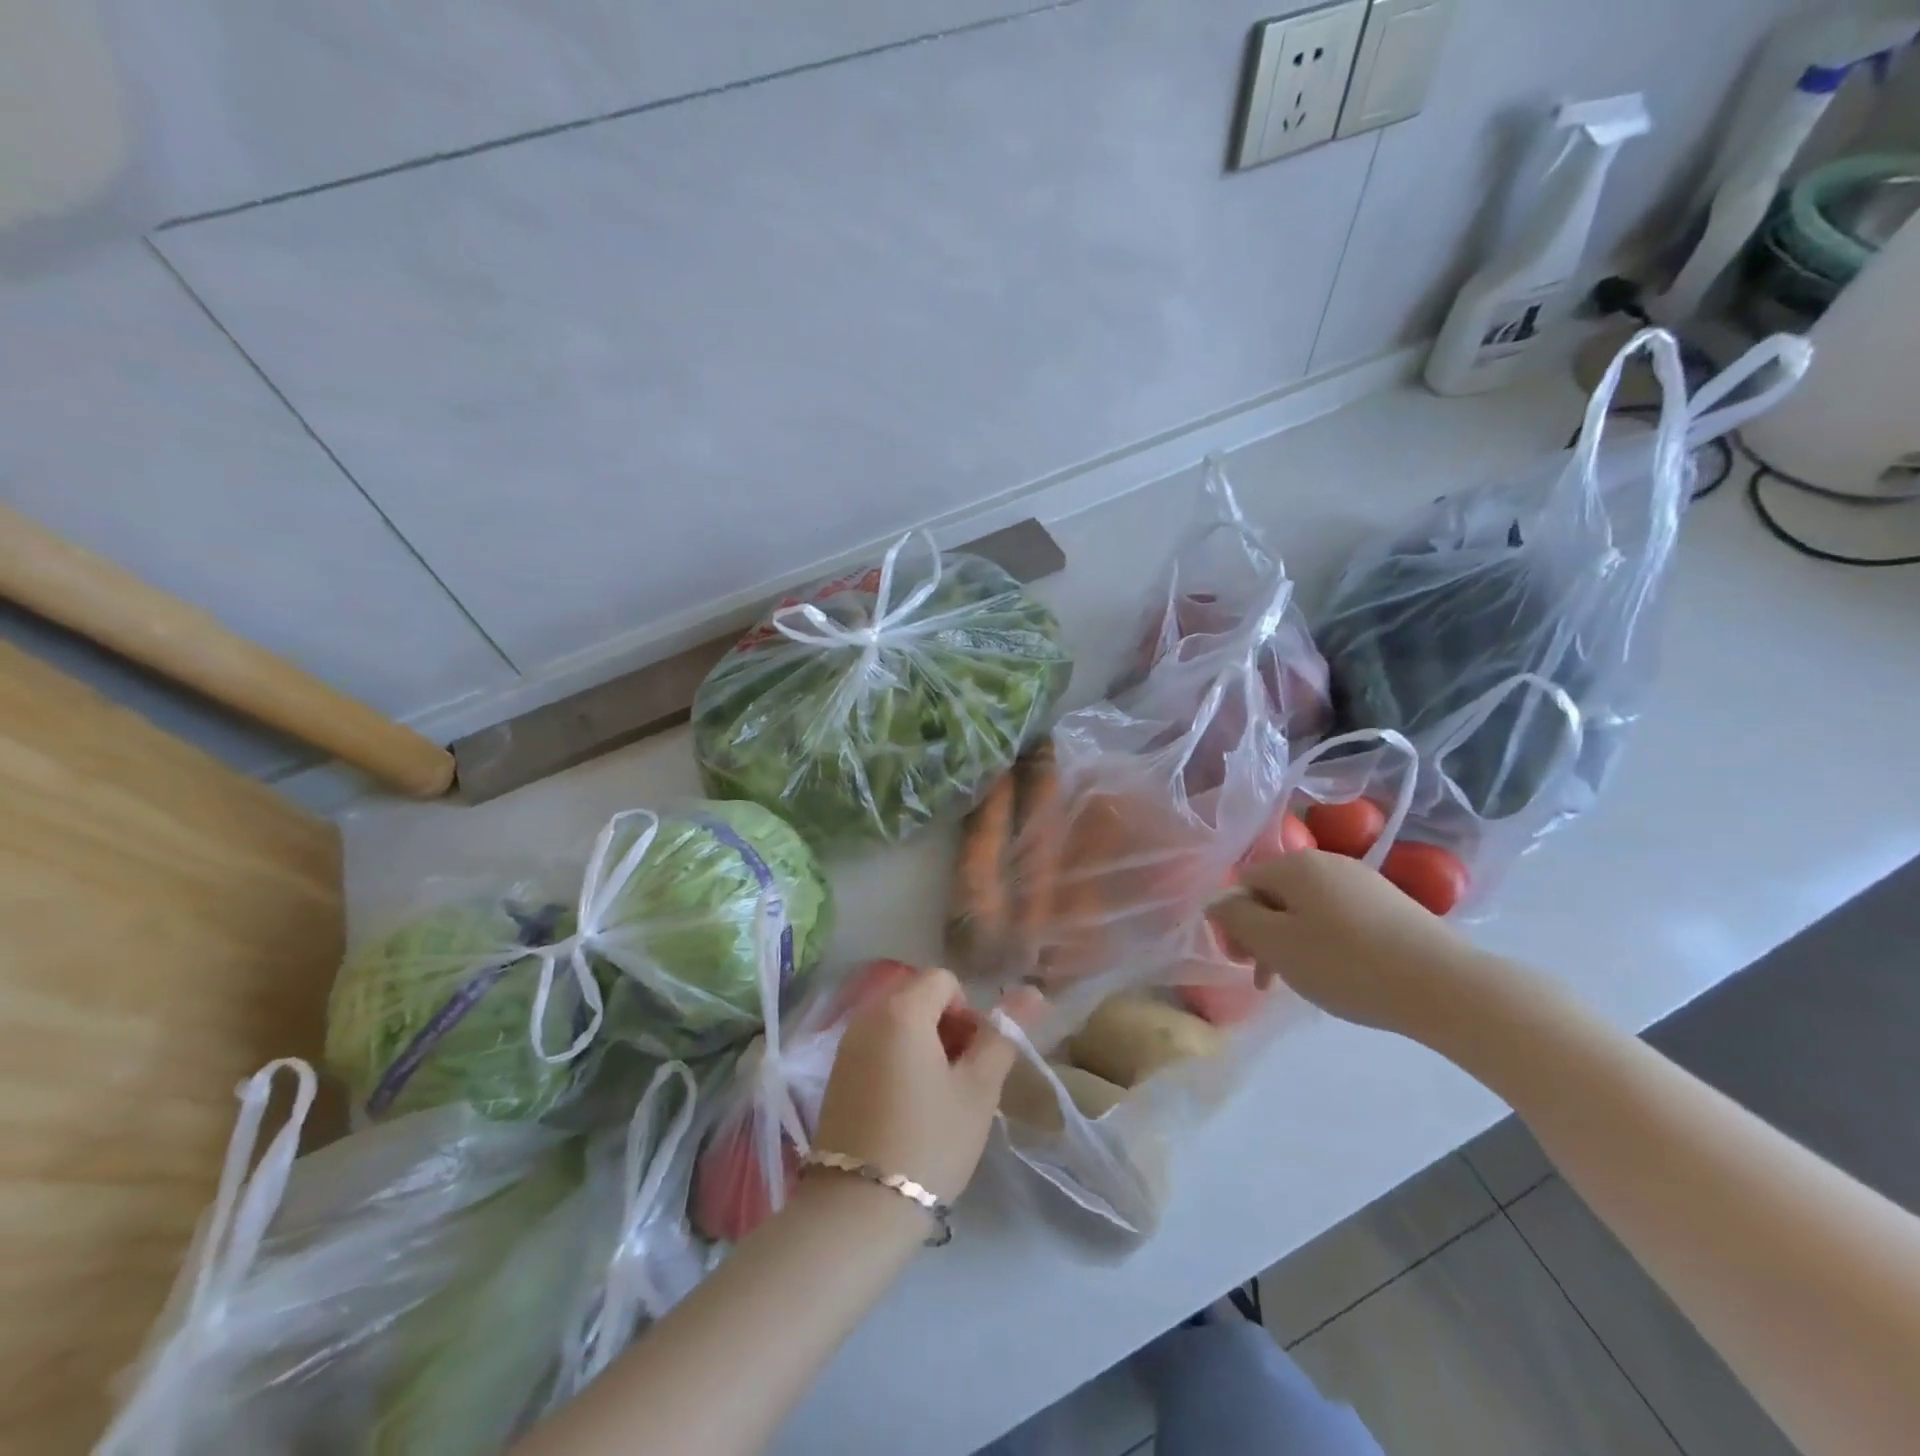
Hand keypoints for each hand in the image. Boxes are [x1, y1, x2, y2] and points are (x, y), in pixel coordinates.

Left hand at [812, 969, 1037, 1204]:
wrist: (859, 1208)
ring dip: (924, 1044)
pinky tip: (907, 1107)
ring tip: (936, 1096)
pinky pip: (877, 1045)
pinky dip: (899, 1060)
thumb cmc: (930, 1140)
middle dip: (947, 1026)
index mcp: (901, 1010)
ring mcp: (846, 1045)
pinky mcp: (836, 1074)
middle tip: (960, 1078)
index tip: (973, 1057)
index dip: (968, 1011)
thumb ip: (1002, 1036)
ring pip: (898, 1023)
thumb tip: (1031, 994)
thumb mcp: (978, 1090)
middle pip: (918, 997)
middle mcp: (867, 1015)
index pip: (944, 980)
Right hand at [1208, 850, 1486, 1037]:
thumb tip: (1216, 903)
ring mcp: (1364, 881)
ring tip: (1306, 981)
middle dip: (1264, 933)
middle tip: (1270, 978)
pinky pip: (1339, 916)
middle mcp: (1328, 861)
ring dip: (1294, 941)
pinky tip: (1342, 973)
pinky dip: (1327, 942)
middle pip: (1275, 894)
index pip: (1243, 883)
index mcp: (1295, 864)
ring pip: (1307, 908)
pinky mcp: (1392, 904)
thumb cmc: (1346, 964)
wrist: (1446, 987)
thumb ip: (1237, 920)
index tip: (1245, 962)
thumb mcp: (1277, 945)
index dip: (1235, 922)